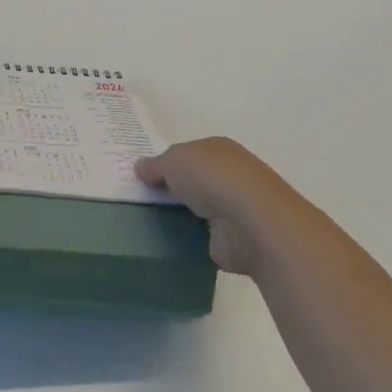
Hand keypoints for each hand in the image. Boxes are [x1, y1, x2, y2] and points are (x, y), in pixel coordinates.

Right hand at [135, 137, 326, 275]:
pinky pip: (200, 236)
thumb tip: (141, 168)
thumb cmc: (213, 179)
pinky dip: (186, 238)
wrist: (252, 224)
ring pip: (196, 208)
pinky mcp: (231, 239)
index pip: (188, 153)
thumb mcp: (174, 160)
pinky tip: (165, 241)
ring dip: (179, 214)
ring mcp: (232, 209)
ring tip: (145, 221)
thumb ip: (156, 165)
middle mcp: (229, 176)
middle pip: (192, 181)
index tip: (141, 176)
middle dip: (170, 189)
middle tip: (139, 198)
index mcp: (219, 150)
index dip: (165, 162)